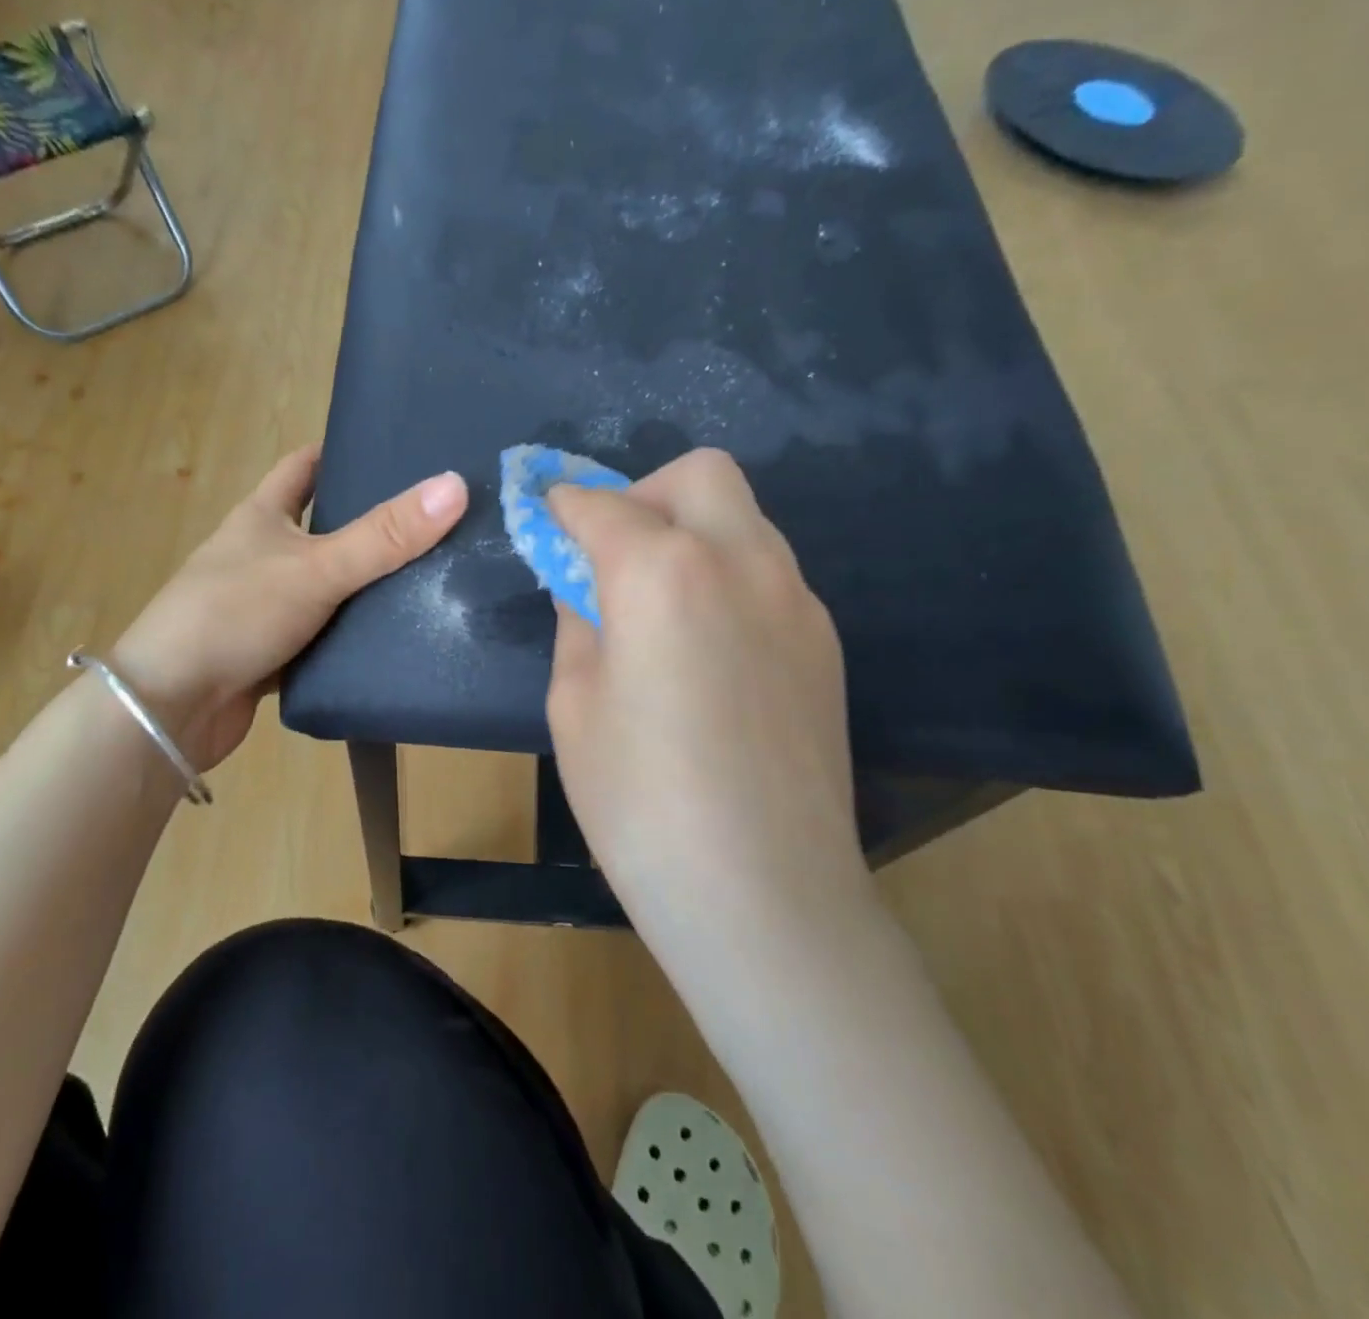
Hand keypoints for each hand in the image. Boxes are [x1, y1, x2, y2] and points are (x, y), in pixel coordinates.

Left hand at [112, 444, 467, 769]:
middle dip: (369, 523)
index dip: (342, 453)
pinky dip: (351, 636)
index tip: (394, 453)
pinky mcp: (271, 653)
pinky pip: (322, 635)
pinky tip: (394, 638)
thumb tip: (455, 486)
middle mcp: (260, 554)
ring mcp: (263, 606)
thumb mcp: (316, 568)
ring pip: (326, 586)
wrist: (171, 708)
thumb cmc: (234, 615)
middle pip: (322, 527)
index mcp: (262, 516)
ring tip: (431, 578)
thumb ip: (384, 536)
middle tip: (432, 522)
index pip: (304, 466)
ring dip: (365, 585)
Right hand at [545, 448, 868, 928]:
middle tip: (610, 554)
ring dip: (689, 533)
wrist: (764, 894)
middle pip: (699, 475)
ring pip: (742, 519)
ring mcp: (796, 599)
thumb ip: (578, 622)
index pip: (602, 504)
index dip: (562, 503)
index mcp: (664, 572)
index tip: (544, 513)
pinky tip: (705, 648)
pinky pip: (767, 572)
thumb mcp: (574, 703)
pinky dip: (725, 576)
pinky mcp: (823, 640)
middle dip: (643, 494)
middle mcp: (742, 561)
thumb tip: (585, 587)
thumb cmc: (640, 801)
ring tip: (657, 605)